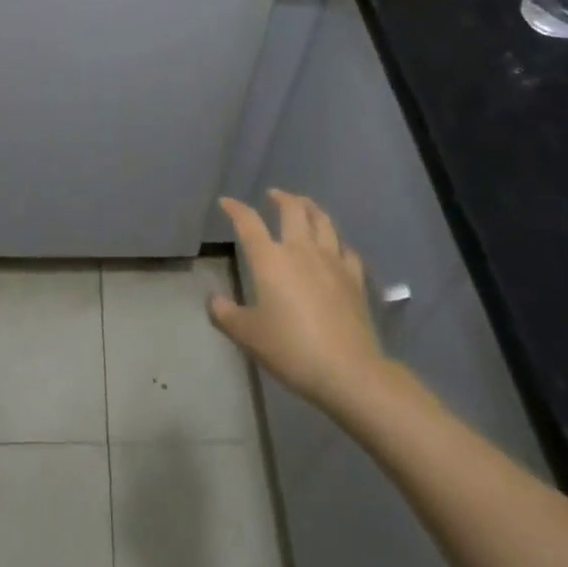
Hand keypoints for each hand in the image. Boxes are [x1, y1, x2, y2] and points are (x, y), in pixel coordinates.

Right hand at [208, 190, 385, 414]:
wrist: (348, 371)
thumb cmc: (291, 348)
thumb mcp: (248, 335)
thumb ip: (226, 314)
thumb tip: (213, 300)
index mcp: (270, 259)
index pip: (248, 222)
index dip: (236, 208)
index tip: (226, 202)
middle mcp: (301, 250)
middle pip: (293, 209)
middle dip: (281, 197)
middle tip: (273, 195)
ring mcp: (332, 261)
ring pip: (323, 221)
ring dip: (311, 208)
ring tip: (304, 205)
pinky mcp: (354, 278)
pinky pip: (346, 249)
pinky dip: (337, 242)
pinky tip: (336, 247)